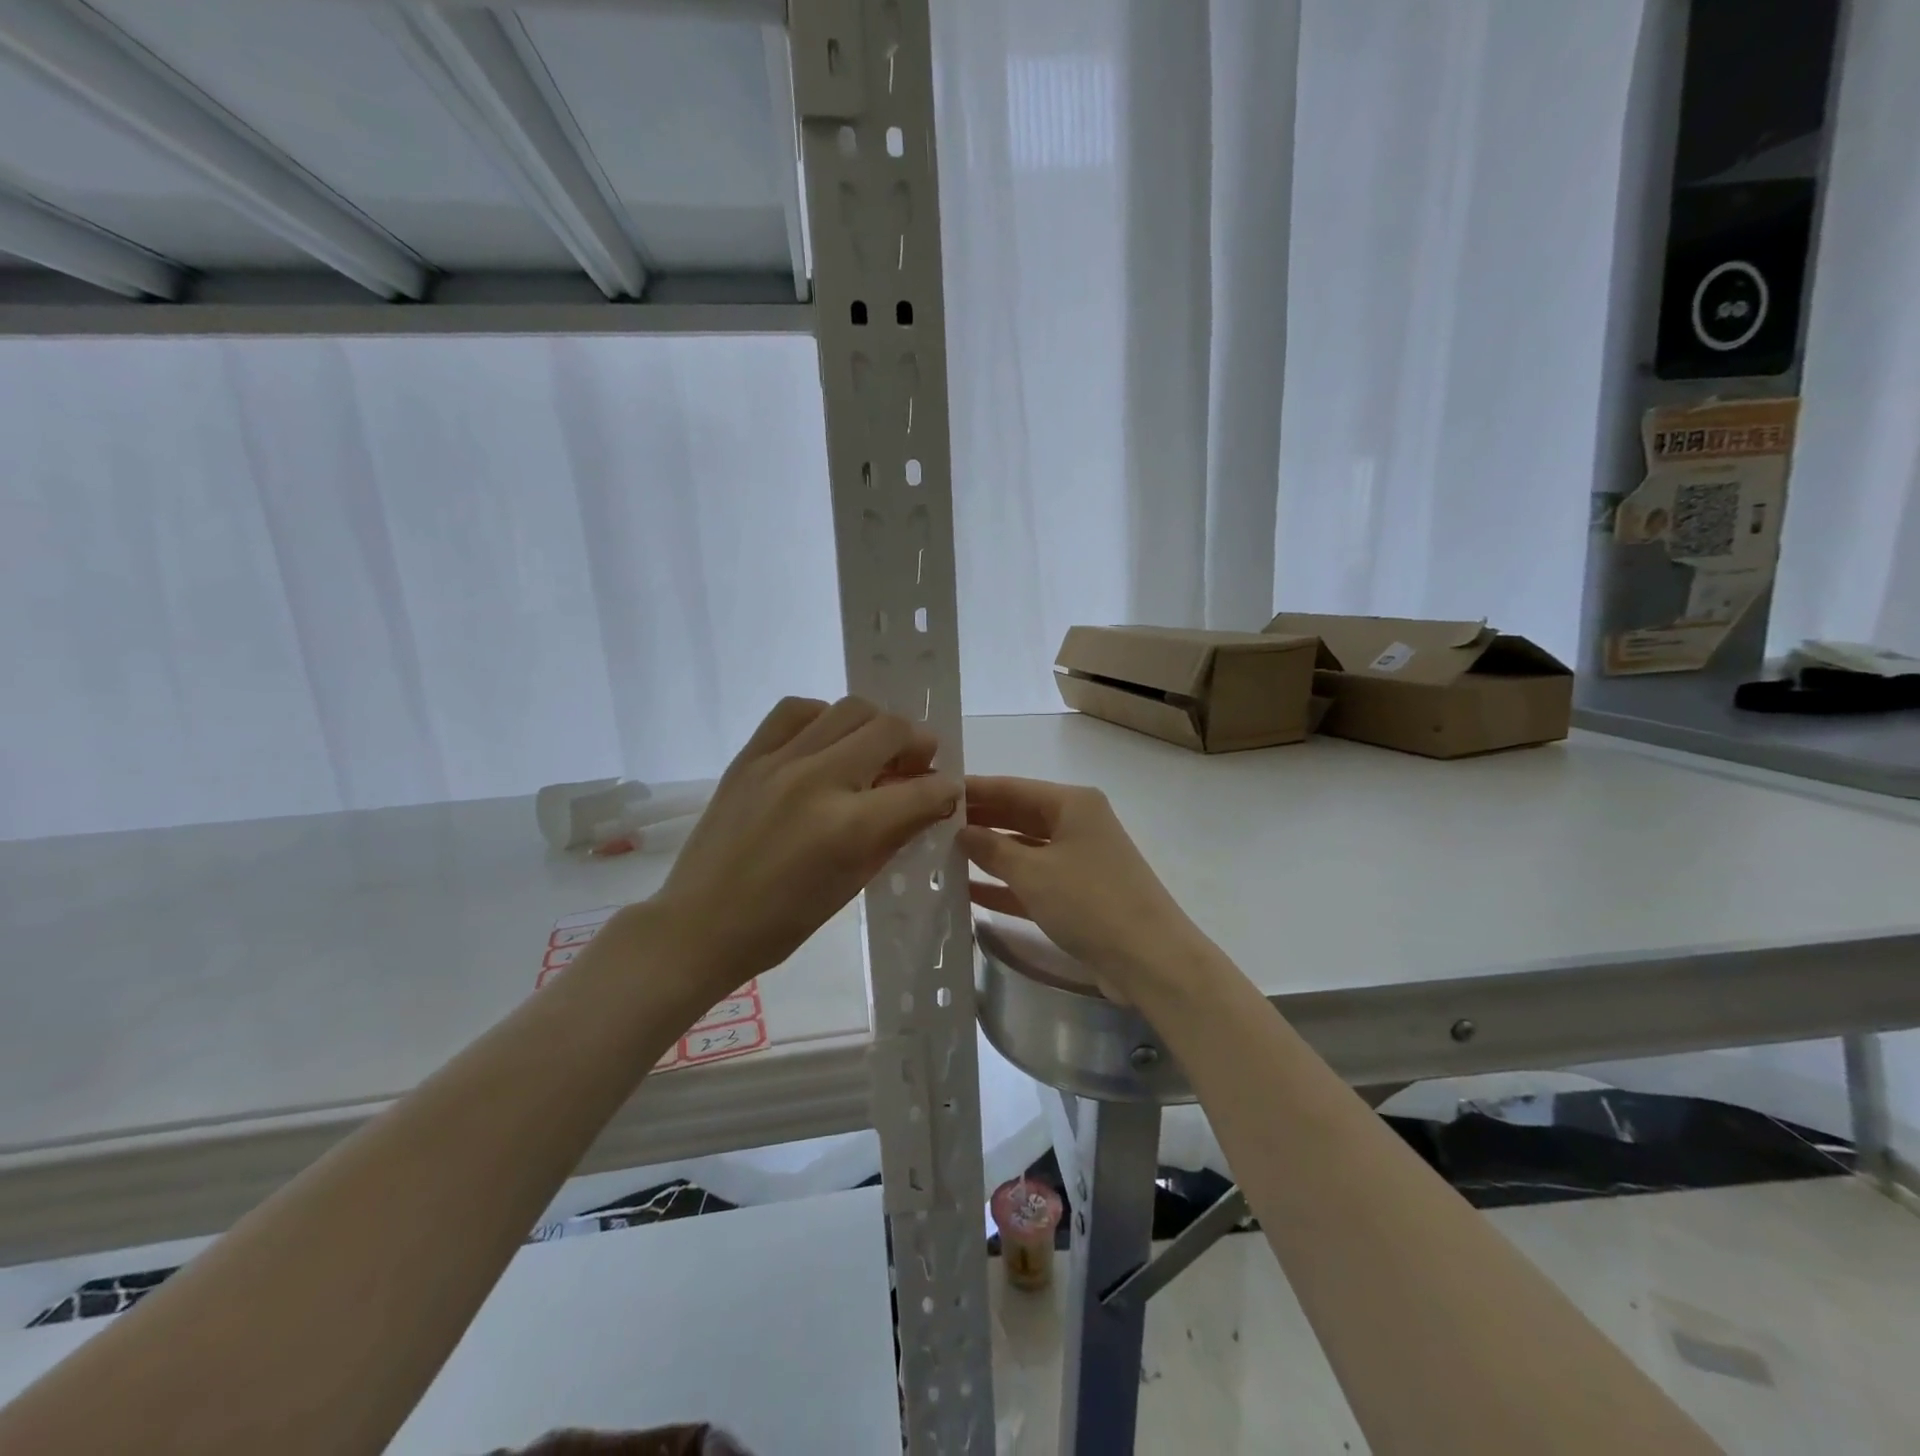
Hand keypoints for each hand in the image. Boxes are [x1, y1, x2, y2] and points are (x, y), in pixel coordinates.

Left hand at [652, 696, 958, 999]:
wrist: (702, 923)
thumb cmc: (784, 921)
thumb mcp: (854, 883)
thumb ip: (896, 833)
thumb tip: (929, 801)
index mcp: (849, 827)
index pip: (922, 790)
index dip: (947, 790)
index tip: (948, 793)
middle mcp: (819, 780)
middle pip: (890, 729)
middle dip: (918, 744)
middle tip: (916, 765)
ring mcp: (780, 762)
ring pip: (849, 709)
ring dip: (875, 726)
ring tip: (872, 751)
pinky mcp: (749, 755)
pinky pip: (795, 710)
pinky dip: (823, 717)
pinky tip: (826, 741)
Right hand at [958, 776, 1210, 1004]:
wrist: (1150, 960)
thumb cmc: (1090, 902)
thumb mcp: (1033, 873)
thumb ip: (992, 849)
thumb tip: (961, 831)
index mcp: (1072, 804)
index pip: (1011, 788)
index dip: (973, 790)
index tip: (933, 791)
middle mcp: (1076, 824)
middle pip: (1017, 817)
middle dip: (977, 822)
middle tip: (928, 827)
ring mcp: (1078, 860)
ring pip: (1023, 850)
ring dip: (987, 855)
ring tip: (940, 857)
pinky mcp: (1078, 894)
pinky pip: (1032, 881)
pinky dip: (1005, 885)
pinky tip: (968, 892)